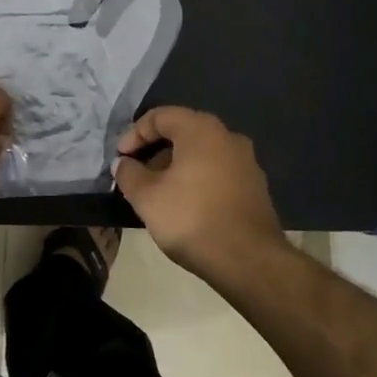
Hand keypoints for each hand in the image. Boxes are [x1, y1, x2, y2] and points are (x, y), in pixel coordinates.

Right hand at [113, 107, 286, 271]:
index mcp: (201, 130)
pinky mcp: (255, 187)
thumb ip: (129, 174)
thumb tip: (123, 164)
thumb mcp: (147, 197)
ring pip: (202, 153)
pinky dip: (197, 179)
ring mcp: (246, 162)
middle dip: (155, 150)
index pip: (161, 116)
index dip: (135, 133)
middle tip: (137, 172)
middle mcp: (228, 137)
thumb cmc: (192, 218)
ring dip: (176, 166)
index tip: (121, 158)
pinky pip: (218, 171)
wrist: (249, 260)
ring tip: (158, 192)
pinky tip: (185, 204)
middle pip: (183, 132)